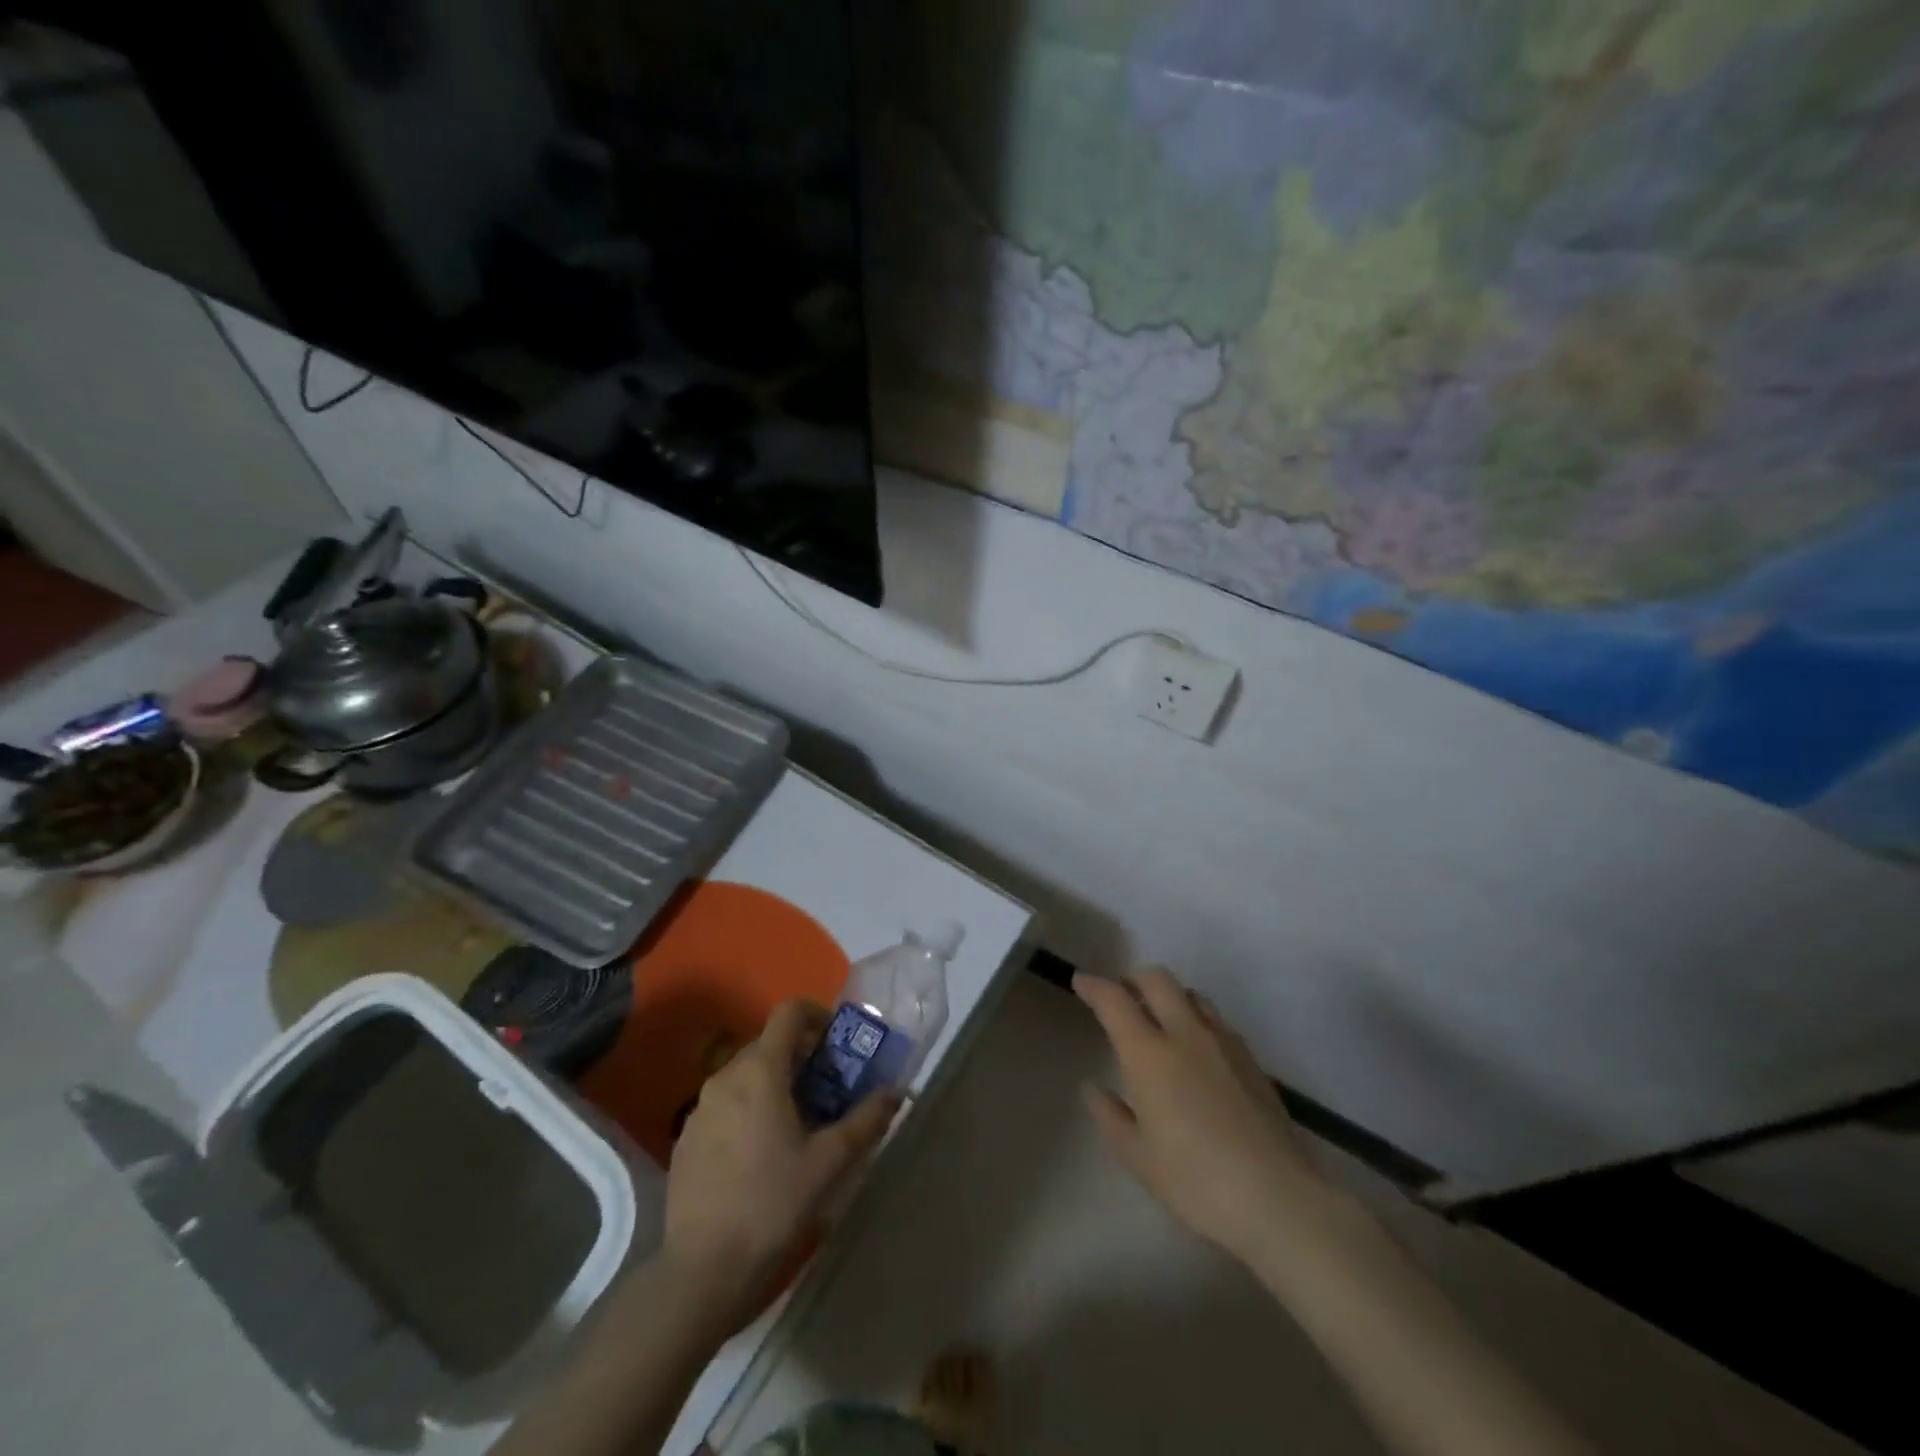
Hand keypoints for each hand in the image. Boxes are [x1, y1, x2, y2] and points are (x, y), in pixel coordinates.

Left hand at [661, 1000, 901, 1327]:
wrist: (701, 1271)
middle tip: (827, 1089)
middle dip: (800, 1056)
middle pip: (768, 1043)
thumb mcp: (830, 1162)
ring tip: (797, 1124)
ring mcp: (700, 1108)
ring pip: (744, 1075)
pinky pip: (724, 1105)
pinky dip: (747, 1110)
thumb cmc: (772, 1204)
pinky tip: (760, 1155)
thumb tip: (898, 1091)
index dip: (817, 1015)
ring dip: (774, 1084)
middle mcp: (725, 1076)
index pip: (789, 1012)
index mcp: (760, 1071)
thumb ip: (867, 1119)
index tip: (837, 1042)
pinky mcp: (685, 1139)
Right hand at [1075, 968, 1329, 1265]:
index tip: (1081, 982)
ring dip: (1169, 996)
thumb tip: (1093, 1088)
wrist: (1277, 1199)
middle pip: (1158, 980)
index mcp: (1149, 1053)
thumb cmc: (1196, 1180)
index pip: (1115, 1000)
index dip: (1094, 986)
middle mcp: (1186, 1034)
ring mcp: (1224, 1043)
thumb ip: (1111, 1116)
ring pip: (1192, 995)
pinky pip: (1217, 1021)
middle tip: (1121, 997)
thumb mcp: (1138, 1157)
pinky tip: (1197, 1052)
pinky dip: (1197, 1020)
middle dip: (1134, 980)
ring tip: (1160, 1020)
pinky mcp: (1251, 1060)